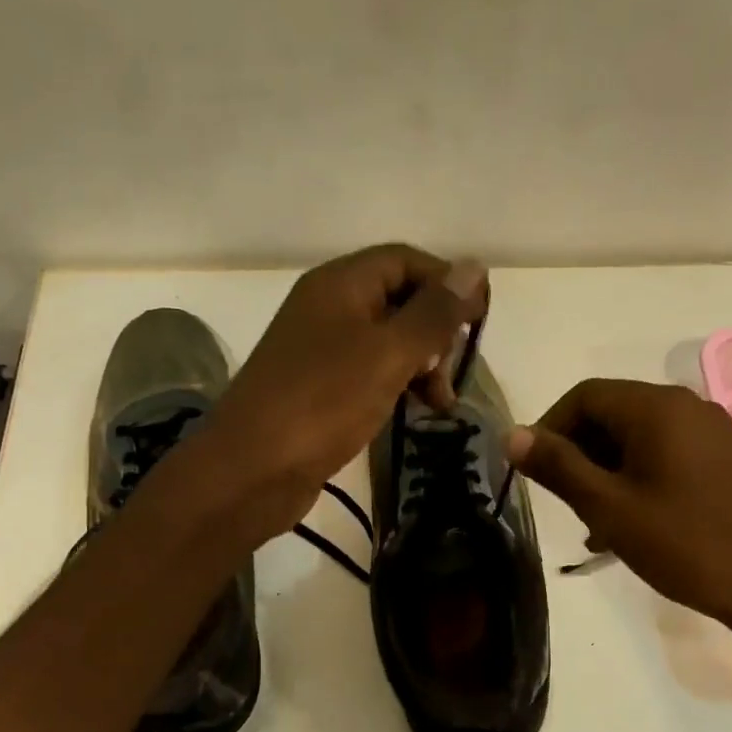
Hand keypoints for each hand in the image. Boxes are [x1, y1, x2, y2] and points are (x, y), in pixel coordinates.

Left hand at [200, 245, 487, 540]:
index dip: (446, 282)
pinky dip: (397, 385)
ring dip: (422, 364)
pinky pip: (369, 372)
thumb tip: (473, 268)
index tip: (480, 320)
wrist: (251, 470)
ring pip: (387, 341)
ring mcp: (320, 350)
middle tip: (454, 371)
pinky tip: (414, 411)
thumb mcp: (388, 354)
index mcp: (340, 284)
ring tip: (441, 404)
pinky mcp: (319, 388)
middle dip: (435, 330)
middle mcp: (328, 308)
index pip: (405, 260)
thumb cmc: (323, 403)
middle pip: (397, 299)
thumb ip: (433, 313)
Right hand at [507, 378, 731, 635]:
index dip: (549, 427)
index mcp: (657, 407)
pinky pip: (664, 453)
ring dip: (605, 469)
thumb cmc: (684, 543)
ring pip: (637, 437)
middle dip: (578, 452)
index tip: (534, 471)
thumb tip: (512, 434)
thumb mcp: (609, 507)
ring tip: (594, 522)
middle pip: (612, 413)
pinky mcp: (724, 459)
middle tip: (564, 502)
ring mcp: (710, 432)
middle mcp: (686, 406)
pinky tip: (628, 522)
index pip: (585, 396)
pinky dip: (636, 477)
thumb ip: (558, 466)